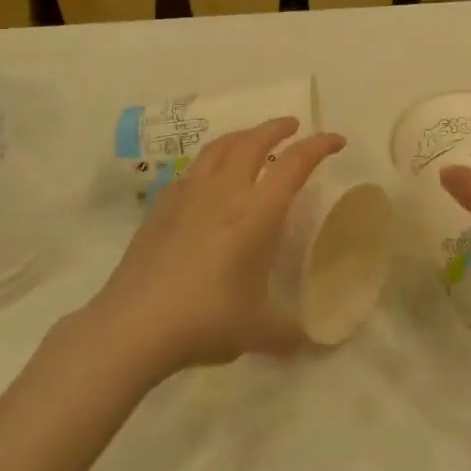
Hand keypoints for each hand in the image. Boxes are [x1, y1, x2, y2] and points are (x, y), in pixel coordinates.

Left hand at [85, 118, 344, 380]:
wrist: (134, 325)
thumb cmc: (206, 320)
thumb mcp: (258, 331)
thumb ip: (289, 333)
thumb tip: (311, 344)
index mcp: (257, 212)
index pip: (295, 163)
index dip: (319, 146)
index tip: (336, 140)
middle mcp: (224, 192)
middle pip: (253, 141)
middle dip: (277, 127)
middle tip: (293, 126)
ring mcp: (188, 194)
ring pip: (219, 147)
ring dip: (242, 136)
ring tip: (252, 140)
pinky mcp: (161, 206)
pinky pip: (192, 170)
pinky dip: (211, 162)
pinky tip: (209, 180)